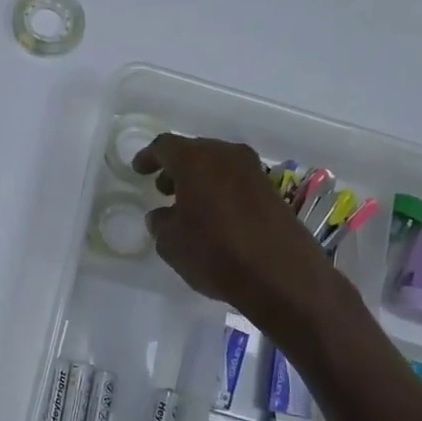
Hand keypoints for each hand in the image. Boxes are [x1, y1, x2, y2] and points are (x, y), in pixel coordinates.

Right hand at [132, 133, 324, 314]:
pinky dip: (220, 190)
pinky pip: (236, 181)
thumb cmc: (215, 253)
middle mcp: (226, 156)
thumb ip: (160, 222)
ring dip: (200, 179)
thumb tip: (163, 215)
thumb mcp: (171, 243)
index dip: (149, 157)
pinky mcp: (272, 191)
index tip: (139, 170)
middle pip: (194, 151)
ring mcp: (254, 171)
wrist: (282, 275)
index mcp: (195, 160)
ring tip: (188, 204)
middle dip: (176, 167)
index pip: (164, 146)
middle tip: (163, 189)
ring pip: (218, 165)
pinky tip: (215, 216)